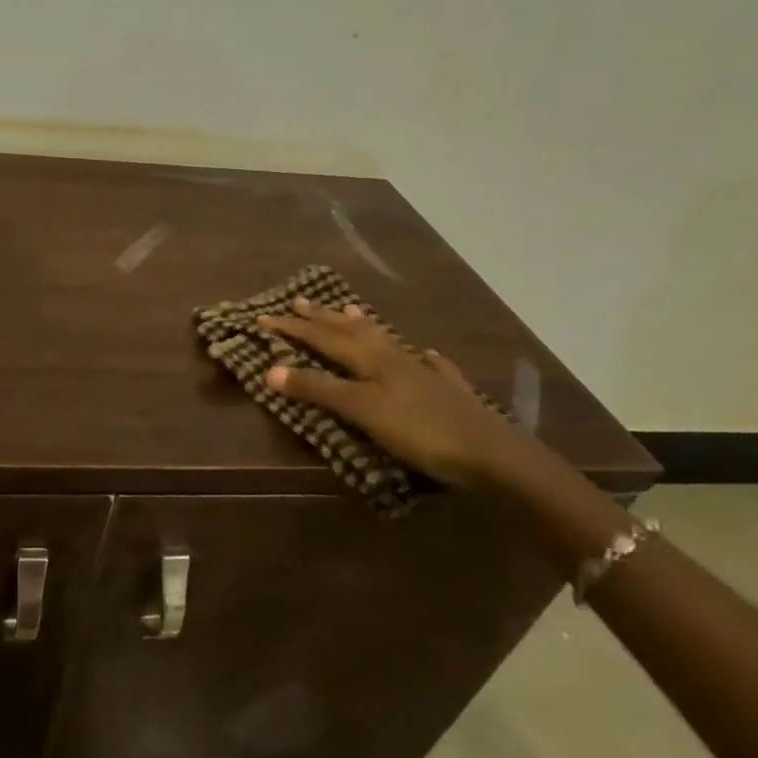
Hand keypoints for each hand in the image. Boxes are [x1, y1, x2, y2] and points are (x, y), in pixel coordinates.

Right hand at [258, 298, 534, 490]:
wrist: (493, 456)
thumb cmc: (421, 432)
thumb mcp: (362, 410)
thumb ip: (319, 389)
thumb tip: (271, 369)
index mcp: (372, 360)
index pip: (323, 338)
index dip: (293, 328)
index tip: (264, 317)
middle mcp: (395, 358)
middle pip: (352, 332)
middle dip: (321, 319)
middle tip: (298, 302)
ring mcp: (425, 374)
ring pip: (386, 340)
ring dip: (363, 326)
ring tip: (348, 309)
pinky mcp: (450, 393)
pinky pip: (431, 366)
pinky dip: (423, 357)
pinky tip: (428, 354)